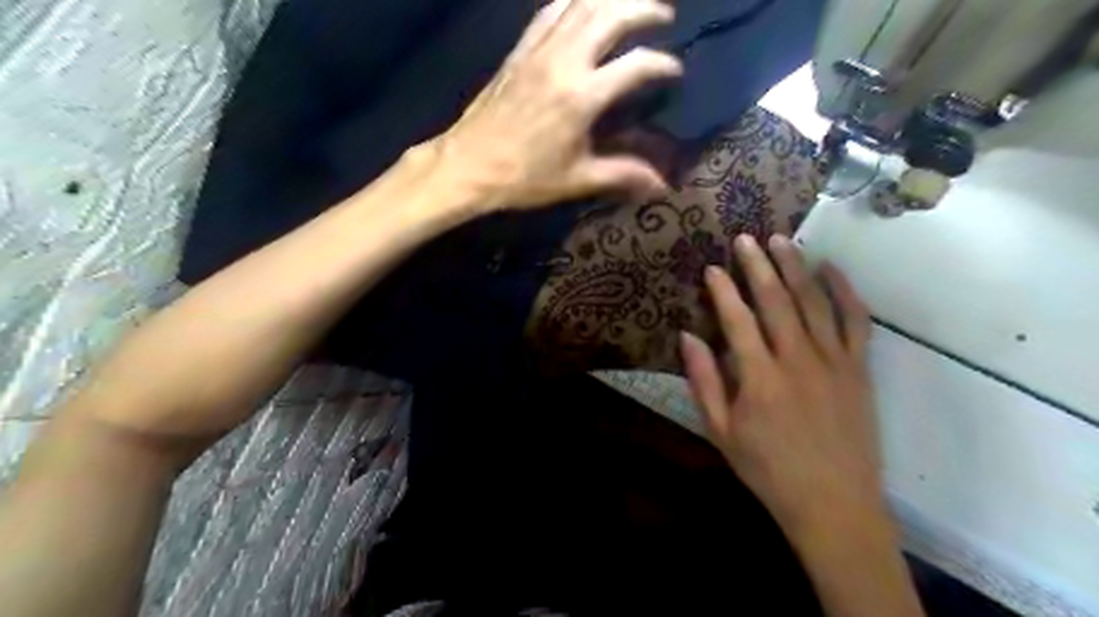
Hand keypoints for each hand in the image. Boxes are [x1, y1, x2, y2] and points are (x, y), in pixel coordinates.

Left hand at [435, 0, 683, 210]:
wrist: (468, 165)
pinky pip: (550, 11)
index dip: (662, 65)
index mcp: (582, 96)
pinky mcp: (519, 50)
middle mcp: (564, 61)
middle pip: (611, 15)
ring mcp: (538, 50)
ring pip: (581, 3)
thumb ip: (622, 174)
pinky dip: (573, 0)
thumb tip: (662, 186)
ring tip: (632, 1)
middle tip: (665, 14)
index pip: (635, 66)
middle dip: (644, 8)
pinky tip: (584, 4)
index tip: (675, 73)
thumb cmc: (524, 178)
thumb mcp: (577, 179)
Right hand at [680, 233, 881, 536]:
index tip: (712, 267)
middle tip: (745, 238)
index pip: (738, 320)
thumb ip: (704, 382)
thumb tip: (687, 337)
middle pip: (776, 301)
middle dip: (758, 265)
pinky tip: (831, 268)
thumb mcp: (721, 431)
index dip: (723, 291)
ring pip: (814, 302)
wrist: (834, 502)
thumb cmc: (768, 469)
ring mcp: (834, 361)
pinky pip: (856, 321)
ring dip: (796, 267)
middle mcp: (797, 360)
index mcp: (759, 378)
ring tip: (781, 240)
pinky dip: (845, 291)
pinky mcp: (859, 369)